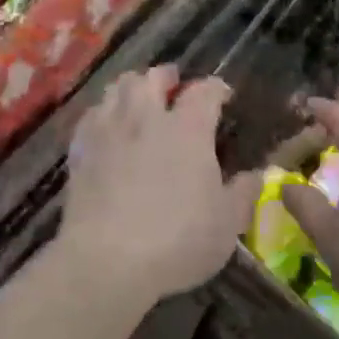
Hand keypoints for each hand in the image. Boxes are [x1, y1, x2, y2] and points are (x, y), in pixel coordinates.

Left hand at [62, 65, 261, 310]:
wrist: (106, 261)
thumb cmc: (178, 240)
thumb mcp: (227, 223)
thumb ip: (244, 193)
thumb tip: (258, 174)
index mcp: (189, 128)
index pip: (204, 91)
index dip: (216, 88)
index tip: (223, 95)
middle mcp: (147, 117)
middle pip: (153, 77)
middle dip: (166, 77)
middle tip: (174, 86)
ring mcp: (110, 130)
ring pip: (118, 88)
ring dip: (132, 87)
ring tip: (139, 99)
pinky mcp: (80, 150)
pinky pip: (91, 115)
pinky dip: (104, 113)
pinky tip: (107, 127)